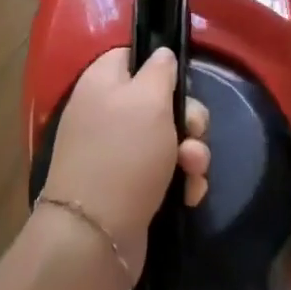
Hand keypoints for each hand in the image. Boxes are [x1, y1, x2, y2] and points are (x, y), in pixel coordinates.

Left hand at [38, 47, 209, 280]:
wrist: (96, 234)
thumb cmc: (125, 153)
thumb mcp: (149, 99)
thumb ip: (160, 70)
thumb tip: (161, 55)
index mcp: (102, 82)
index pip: (131, 55)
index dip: (160, 66)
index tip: (180, 82)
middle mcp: (105, 112)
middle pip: (159, 100)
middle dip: (188, 118)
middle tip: (193, 134)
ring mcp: (116, 151)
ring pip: (168, 139)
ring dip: (191, 154)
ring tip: (194, 171)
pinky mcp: (128, 186)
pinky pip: (164, 172)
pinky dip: (181, 181)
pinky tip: (189, 195)